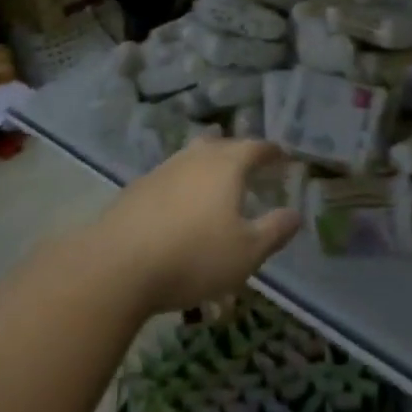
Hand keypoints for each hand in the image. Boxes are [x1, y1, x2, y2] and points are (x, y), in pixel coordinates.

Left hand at [97, 138, 300, 314]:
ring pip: (190, 158)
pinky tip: (179, 206)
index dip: (271, 152)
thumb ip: (274, 231)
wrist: (115, 266)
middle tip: (249, 164)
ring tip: (214, 181)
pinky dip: (182, 185)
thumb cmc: (192, 256)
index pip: (255, 148)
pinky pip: (169, 178)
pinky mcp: (135, 190)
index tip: (282, 156)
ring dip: (206, 165)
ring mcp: (161, 171)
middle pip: (219, 144)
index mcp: (226, 166)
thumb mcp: (246, 252)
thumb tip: (295, 214)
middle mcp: (194, 158)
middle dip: (237, 151)